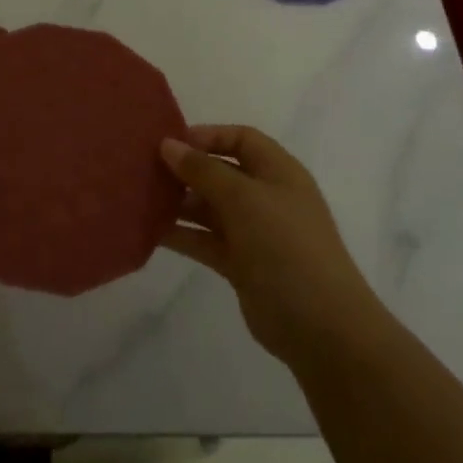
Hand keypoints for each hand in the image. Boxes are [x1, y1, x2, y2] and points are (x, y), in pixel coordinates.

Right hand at [160, 126, 383, 368]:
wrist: (321, 326)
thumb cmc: (286, 246)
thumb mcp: (244, 199)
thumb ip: (203, 170)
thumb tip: (168, 145)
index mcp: (278, 172)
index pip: (241, 139)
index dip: (208, 136)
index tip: (170, 143)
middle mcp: (266, 197)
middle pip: (221, 172)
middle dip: (186, 170)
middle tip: (145, 171)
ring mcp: (254, 232)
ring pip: (210, 208)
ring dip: (179, 203)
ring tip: (141, 199)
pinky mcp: (241, 264)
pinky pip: (205, 240)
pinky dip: (182, 234)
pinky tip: (150, 232)